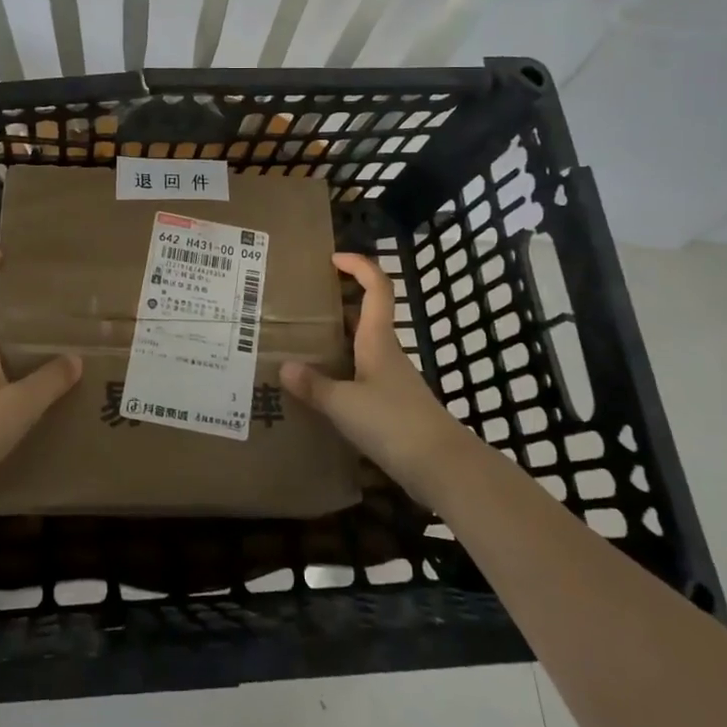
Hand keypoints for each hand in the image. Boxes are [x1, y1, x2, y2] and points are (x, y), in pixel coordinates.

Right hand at [280, 252, 475, 507]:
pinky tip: (319, 388)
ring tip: (300, 343)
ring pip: (362, 346)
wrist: (443, 468)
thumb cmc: (394, 423)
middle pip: (366, 315)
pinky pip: (361, 376)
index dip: (359, 265)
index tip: (333, 258)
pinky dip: (340, 372)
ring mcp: (391, 380)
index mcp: (378, 340)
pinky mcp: (392, 406)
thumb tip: (283, 367)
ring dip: (337, 339)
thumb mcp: (345, 404)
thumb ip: (314, 386)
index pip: (377, 287)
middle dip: (338, 302)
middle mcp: (386, 353)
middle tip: (302, 303)